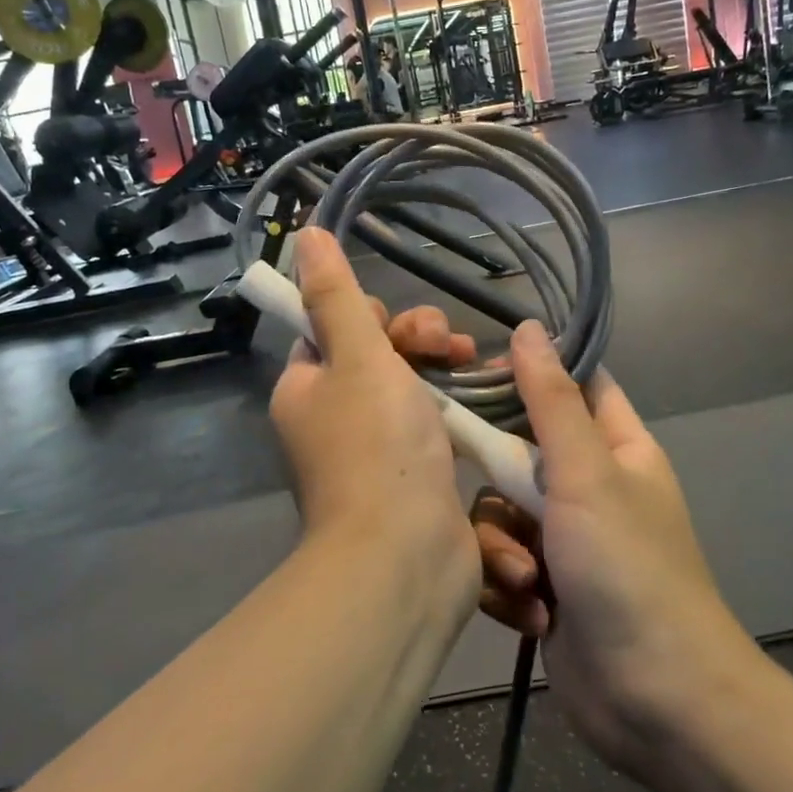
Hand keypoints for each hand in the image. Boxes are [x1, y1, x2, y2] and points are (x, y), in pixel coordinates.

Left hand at [268, 229, 479, 605]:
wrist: (405, 558)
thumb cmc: (378, 448)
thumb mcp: (357, 357)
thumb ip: (336, 294)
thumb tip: (304, 233)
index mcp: (306, 388)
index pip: (332, 328)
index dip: (371, 316)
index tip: (401, 328)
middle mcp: (331, 418)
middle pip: (375, 354)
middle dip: (417, 339)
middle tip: (451, 345)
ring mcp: (372, 450)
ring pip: (407, 386)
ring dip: (442, 368)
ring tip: (477, 364)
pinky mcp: (410, 475)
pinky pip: (430, 422)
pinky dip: (454, 406)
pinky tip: (488, 397)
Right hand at [474, 321, 767, 776]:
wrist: (658, 703)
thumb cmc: (629, 569)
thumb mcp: (587, 473)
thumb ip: (550, 401)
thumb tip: (527, 328)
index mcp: (616, 447)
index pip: (572, 384)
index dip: (527, 371)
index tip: (473, 371)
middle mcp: (588, 486)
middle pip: (518, 450)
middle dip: (499, 479)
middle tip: (491, 488)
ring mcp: (564, 539)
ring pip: (499, 512)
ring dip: (502, 547)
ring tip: (526, 580)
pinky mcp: (543, 586)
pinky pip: (500, 562)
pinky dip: (507, 586)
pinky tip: (530, 614)